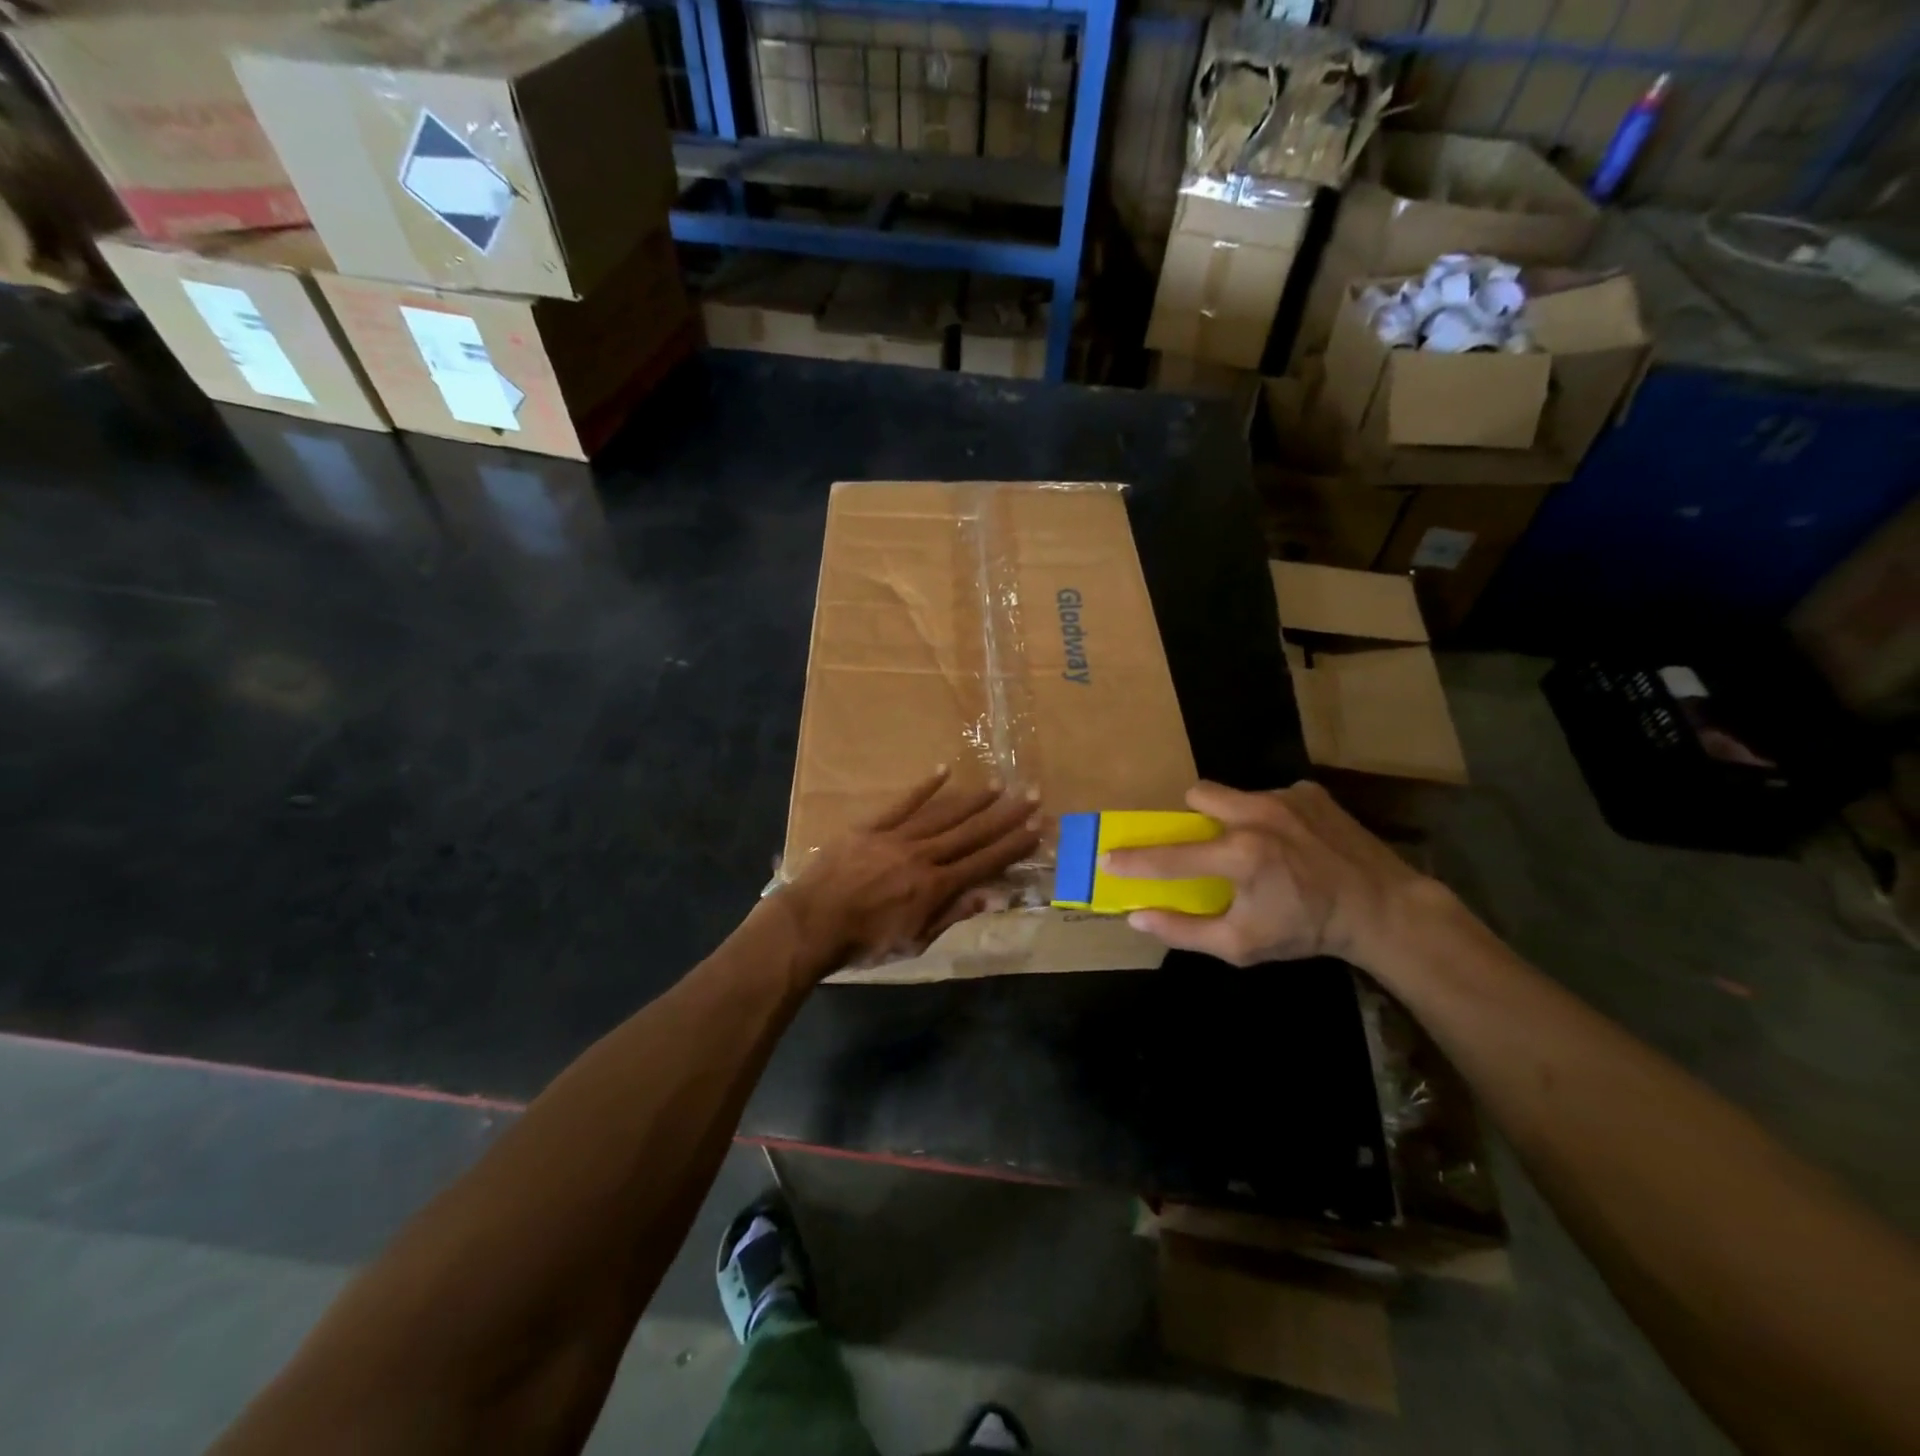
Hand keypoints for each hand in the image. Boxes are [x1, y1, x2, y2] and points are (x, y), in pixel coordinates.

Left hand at [783, 767, 1041, 972]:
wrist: (812, 923)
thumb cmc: (865, 942)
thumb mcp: (914, 941)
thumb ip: (952, 915)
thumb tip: (990, 896)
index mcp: (936, 886)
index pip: (984, 862)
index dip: (1013, 845)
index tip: (1037, 828)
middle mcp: (923, 856)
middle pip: (971, 832)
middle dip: (1004, 815)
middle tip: (1031, 796)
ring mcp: (896, 837)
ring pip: (942, 814)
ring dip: (973, 799)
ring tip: (998, 785)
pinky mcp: (871, 827)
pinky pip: (902, 803)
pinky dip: (924, 787)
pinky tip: (944, 770)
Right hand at [1101, 780, 1441, 971]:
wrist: (1382, 908)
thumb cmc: (1306, 930)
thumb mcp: (1242, 945)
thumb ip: (1185, 930)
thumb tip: (1137, 915)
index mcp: (1240, 856)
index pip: (1170, 857)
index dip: (1133, 860)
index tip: (1107, 858)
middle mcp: (1257, 815)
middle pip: (1199, 795)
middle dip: (1194, 818)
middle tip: (1209, 845)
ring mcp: (1285, 797)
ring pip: (1235, 794)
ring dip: (1234, 817)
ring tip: (1260, 846)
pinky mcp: (1309, 791)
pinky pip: (1271, 795)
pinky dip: (1271, 816)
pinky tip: (1294, 841)